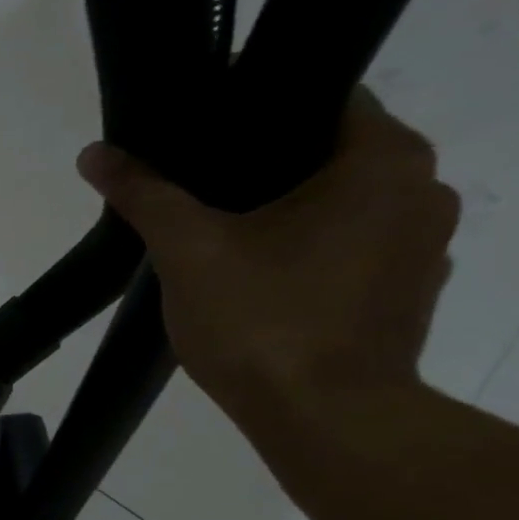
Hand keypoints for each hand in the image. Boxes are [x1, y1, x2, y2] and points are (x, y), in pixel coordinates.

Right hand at [77, 89, 459, 419]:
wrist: (324, 419)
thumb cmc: (263, 321)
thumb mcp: (188, 252)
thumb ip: (145, 196)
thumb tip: (95, 152)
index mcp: (383, 160)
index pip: (322, 100)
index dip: (254, 115)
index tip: (200, 144)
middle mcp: (423, 189)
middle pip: (328, 156)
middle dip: (263, 173)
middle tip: (196, 198)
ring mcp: (424, 247)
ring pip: (340, 208)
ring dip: (287, 220)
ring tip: (222, 245)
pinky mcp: (408, 294)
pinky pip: (351, 252)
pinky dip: (310, 258)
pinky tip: (261, 287)